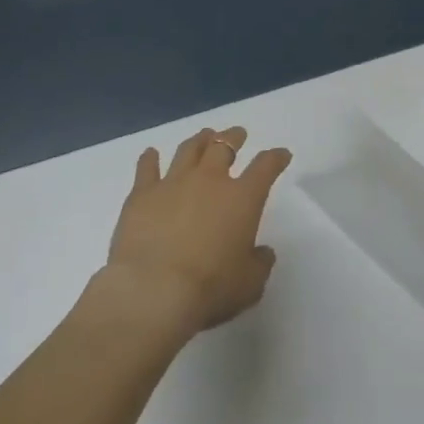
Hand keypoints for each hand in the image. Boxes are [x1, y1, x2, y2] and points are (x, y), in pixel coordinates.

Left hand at [103, 127, 292, 334]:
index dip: (275, 158)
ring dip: (199, 140)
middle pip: (223, 146)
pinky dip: (149, 159)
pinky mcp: (142, 193)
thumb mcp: (249, 284)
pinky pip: (147, 167)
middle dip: (233, 137)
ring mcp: (173, 182)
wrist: (154, 289)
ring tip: (204, 136)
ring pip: (188, 150)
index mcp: (242, 199)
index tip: (281, 154)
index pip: (265, 167)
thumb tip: (263, 252)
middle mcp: (209, 180)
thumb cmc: (210, 288)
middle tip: (237, 134)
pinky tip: (150, 153)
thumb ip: (259, 264)